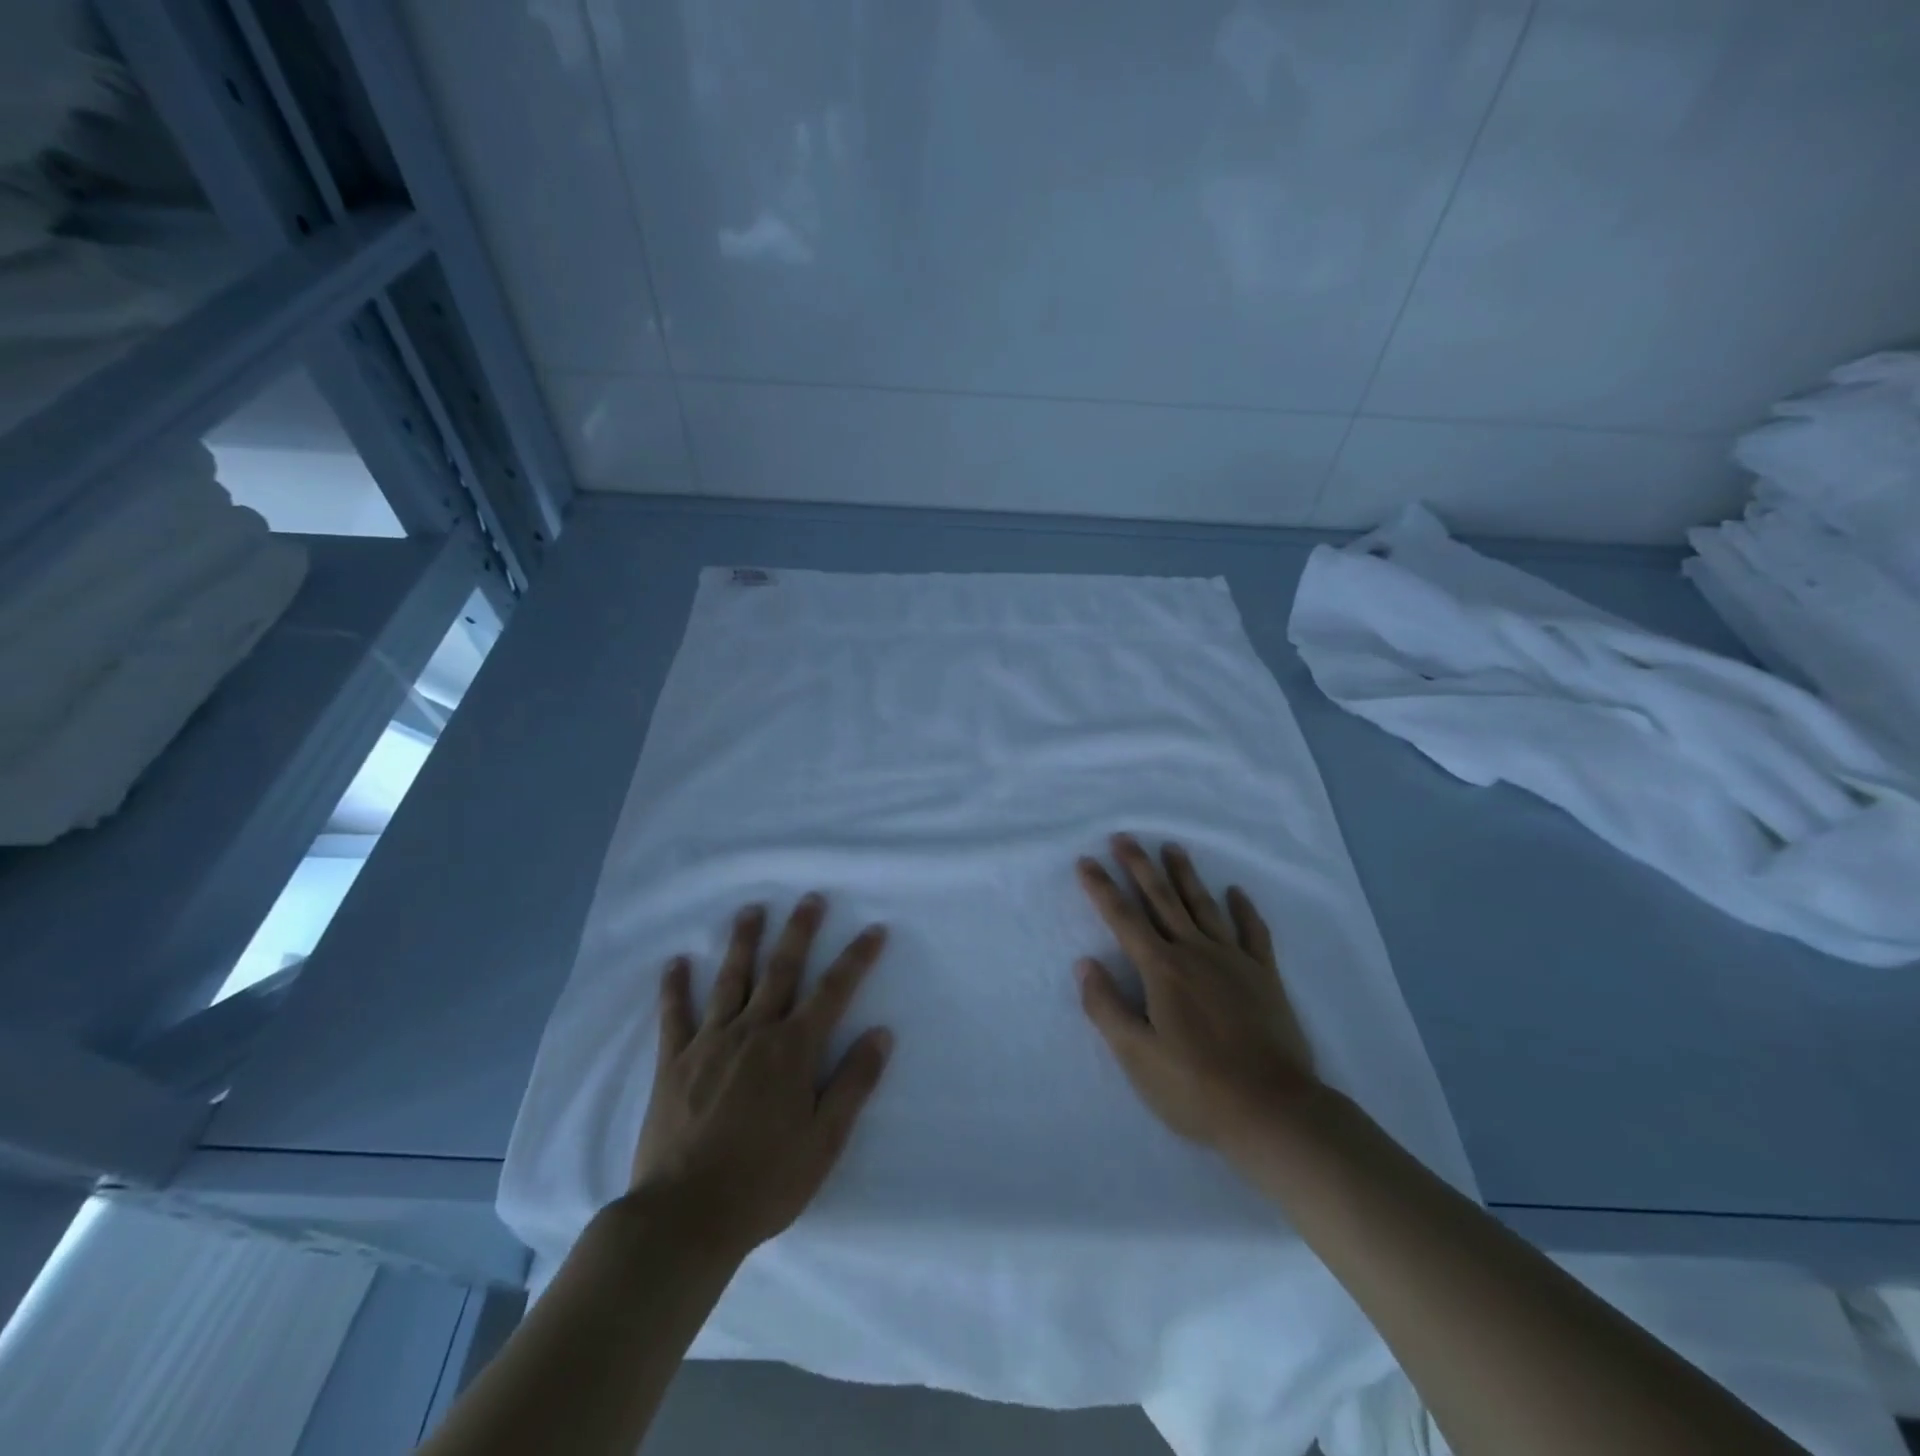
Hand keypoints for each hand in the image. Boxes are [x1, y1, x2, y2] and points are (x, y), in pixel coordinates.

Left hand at [629, 894, 892, 1257]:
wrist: (684, 1218)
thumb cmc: (764, 1182)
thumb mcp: (824, 1141)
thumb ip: (853, 1083)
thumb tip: (881, 1033)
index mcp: (793, 1050)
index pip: (833, 991)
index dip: (856, 958)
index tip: (874, 929)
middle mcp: (753, 1033)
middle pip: (781, 970)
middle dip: (799, 931)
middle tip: (810, 898)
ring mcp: (709, 1043)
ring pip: (731, 980)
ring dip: (743, 941)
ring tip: (751, 909)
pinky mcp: (673, 1062)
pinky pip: (674, 1015)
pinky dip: (675, 987)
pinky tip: (676, 962)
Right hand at [1075, 835, 1318, 1154]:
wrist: (1275, 1111)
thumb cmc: (1196, 1089)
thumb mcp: (1138, 1057)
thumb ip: (1106, 1008)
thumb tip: (1084, 963)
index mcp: (1162, 970)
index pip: (1123, 919)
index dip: (1101, 888)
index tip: (1086, 861)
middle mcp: (1196, 953)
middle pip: (1162, 900)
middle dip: (1140, 866)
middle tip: (1124, 836)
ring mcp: (1234, 961)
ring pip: (1203, 906)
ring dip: (1185, 875)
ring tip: (1172, 847)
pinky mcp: (1264, 977)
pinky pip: (1252, 932)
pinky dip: (1244, 909)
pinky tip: (1236, 892)